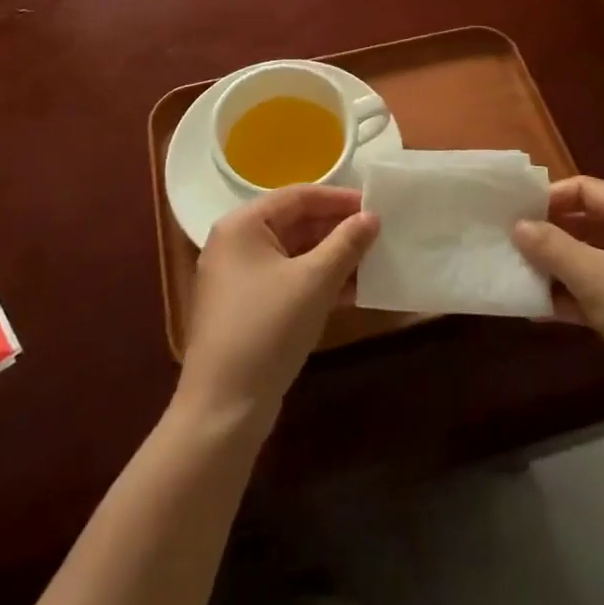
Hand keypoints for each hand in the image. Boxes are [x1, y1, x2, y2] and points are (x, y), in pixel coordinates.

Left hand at [176, 185, 378, 428]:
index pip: (298, 196)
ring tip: (374, 260)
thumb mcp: (314, 281)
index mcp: (243, 225)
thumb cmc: (267, 328)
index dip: (339, 199)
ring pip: (295, 254)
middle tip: (379, 233)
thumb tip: (372, 216)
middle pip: (295, 223)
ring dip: (333, 257)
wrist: (224, 408)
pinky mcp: (248, 308)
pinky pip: (289, 280)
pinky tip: (354, 291)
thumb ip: (346, 244)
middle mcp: (236, 243)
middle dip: (338, 229)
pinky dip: (318, 282)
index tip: (375, 205)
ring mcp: (240, 278)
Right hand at [512, 176, 603, 402]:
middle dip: (548, 233)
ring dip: (554, 267)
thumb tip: (516, 225)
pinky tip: (536, 310)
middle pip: (586, 222)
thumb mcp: (595, 277)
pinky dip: (569, 296)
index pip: (587, 189)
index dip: (549, 197)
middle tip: (508, 243)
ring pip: (587, 259)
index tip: (513, 214)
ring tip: (515, 275)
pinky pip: (594, 291)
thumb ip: (552, 247)